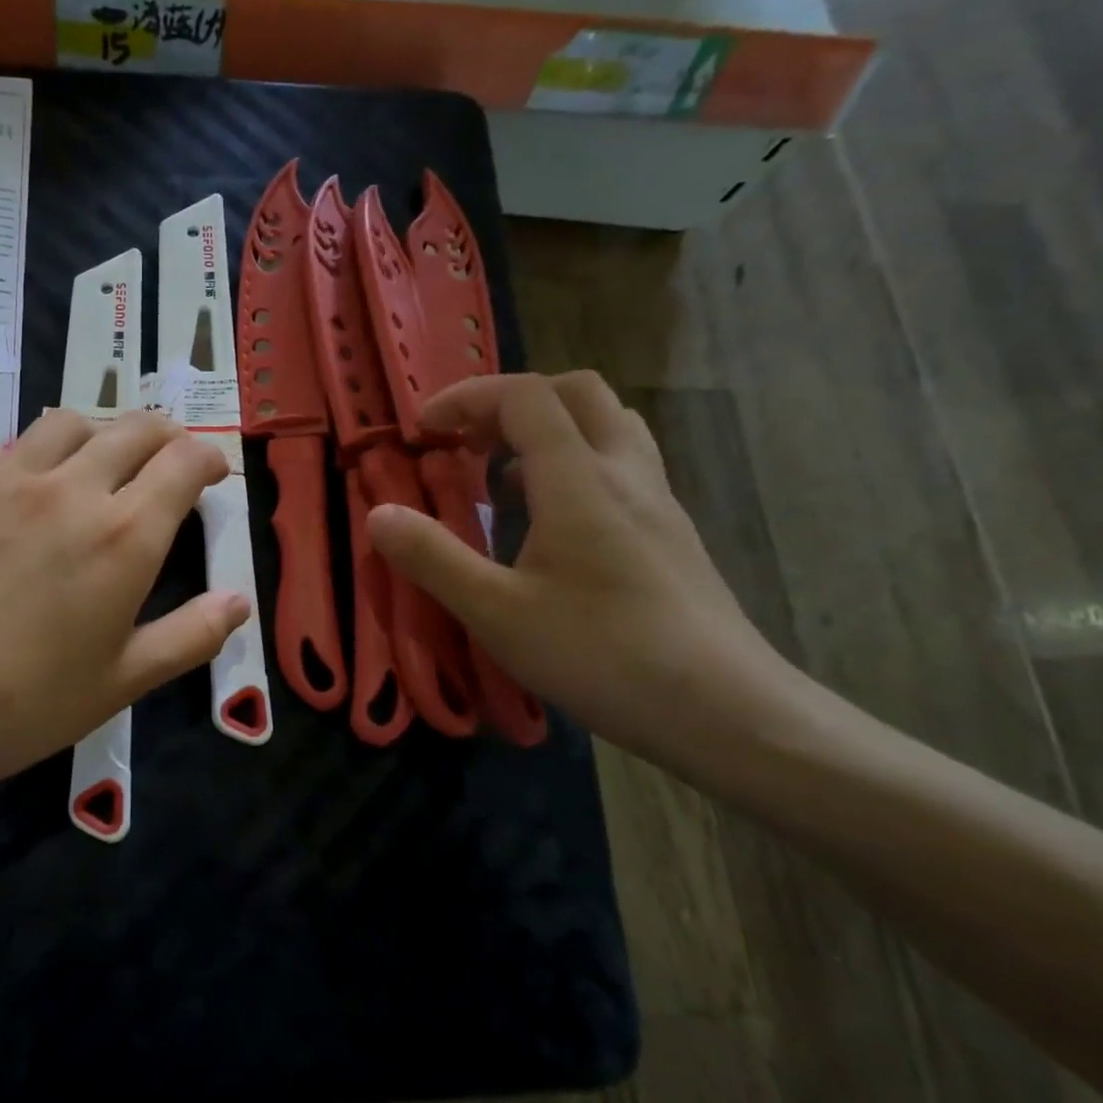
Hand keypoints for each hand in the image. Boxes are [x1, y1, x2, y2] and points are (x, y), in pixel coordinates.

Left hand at [0, 410, 249, 799]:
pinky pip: (12, 446)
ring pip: (70, 422)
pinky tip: (26, 494)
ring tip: (99, 466)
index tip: (212, 473)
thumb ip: (190, 636)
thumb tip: (239, 602)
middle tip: (168, 461)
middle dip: (166, 436)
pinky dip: (39, 456)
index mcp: (123, 535)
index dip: (208, 457)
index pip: (184, 461)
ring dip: (102, 435)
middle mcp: (71, 487)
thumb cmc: (17, 704)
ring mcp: (6, 475)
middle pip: (134, 428)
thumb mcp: (120, 683)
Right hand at [367, 372, 795, 767]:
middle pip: (576, 392)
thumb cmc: (601, 655)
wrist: (724, 710)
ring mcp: (657, 500)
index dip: (466, 398)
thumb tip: (378, 514)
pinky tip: (550, 519)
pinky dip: (575, 462)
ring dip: (548, 427)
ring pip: (607, 424)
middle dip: (510, 401)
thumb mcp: (497, 612)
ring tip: (503, 473)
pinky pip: (620, 463)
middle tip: (467, 441)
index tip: (422, 428)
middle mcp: (625, 472)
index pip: (525, 397)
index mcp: (579, 480)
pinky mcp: (671, 532)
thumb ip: (433, 558)